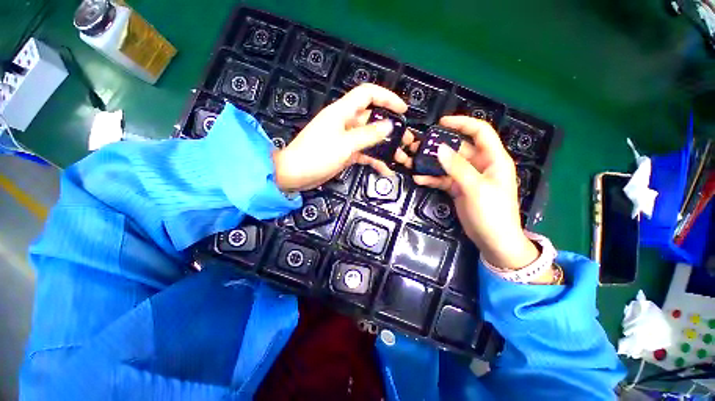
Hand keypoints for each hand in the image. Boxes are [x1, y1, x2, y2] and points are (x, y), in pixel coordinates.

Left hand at [273, 84, 407, 191]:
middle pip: (373, 120)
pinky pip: (364, 154)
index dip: (387, 98)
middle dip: (392, 129)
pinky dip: (375, 161)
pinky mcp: (345, 153)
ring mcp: (346, 139)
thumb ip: (368, 135)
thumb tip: (389, 125)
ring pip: (371, 139)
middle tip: (408, 140)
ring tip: (402, 157)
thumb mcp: (345, 144)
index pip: (367, 95)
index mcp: (343, 112)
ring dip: (386, 148)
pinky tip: (386, 170)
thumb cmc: (317, 155)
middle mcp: (346, 123)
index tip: (403, 110)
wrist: (295, 174)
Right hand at [402, 116, 538, 270]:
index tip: (441, 122)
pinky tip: (419, 179)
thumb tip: (439, 148)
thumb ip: (457, 167)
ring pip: (447, 164)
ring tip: (413, 162)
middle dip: (439, 146)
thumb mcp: (476, 188)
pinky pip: (443, 179)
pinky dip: (432, 178)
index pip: (480, 132)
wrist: (493, 240)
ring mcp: (467, 177)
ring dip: (431, 163)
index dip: (462, 123)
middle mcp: (479, 165)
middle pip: (458, 148)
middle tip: (418, 146)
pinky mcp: (458, 189)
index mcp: (493, 159)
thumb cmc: (492, 213)